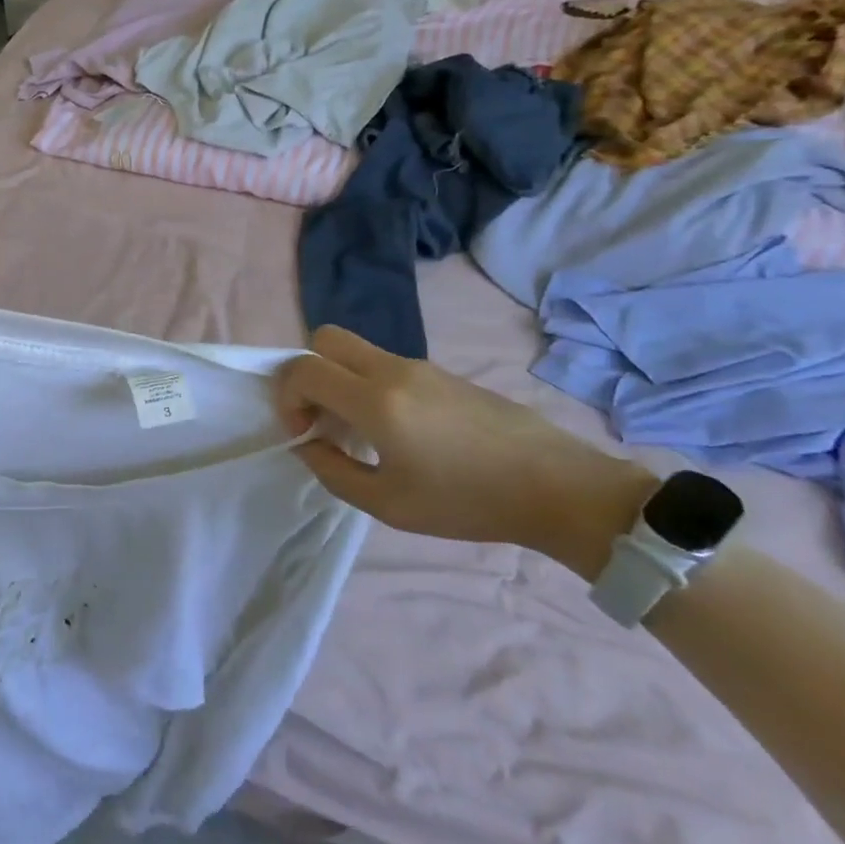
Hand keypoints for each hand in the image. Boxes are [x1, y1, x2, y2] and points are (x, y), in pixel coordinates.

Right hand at [277, 326, 654, 580]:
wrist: (557, 487)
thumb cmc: (468, 502)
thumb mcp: (388, 505)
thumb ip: (333, 471)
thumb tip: (307, 444)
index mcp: (376, 401)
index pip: (304, 369)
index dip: (287, 396)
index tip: (301, 431)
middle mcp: (393, 370)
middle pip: (325, 338)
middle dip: (307, 373)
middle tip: (321, 417)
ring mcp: (421, 367)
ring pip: (356, 350)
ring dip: (339, 379)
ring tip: (360, 432)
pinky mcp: (442, 373)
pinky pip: (385, 364)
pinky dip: (368, 384)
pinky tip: (397, 431)